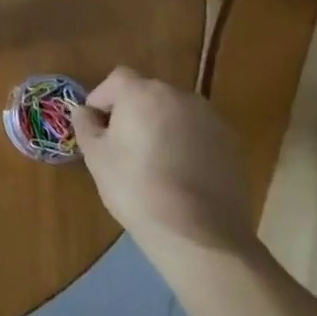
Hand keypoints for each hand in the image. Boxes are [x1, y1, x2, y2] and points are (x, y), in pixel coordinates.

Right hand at [75, 68, 254, 263]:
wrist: (202, 235)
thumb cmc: (138, 189)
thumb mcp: (96, 157)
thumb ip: (85, 125)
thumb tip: (85, 112)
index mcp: (141, 92)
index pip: (116, 80)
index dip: (103, 99)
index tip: (97, 126)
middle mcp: (177, 95)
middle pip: (147, 94)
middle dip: (133, 112)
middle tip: (124, 145)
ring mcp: (209, 119)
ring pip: (174, 113)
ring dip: (161, 126)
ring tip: (155, 161)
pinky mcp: (231, 145)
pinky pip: (198, 133)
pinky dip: (187, 144)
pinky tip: (181, 175)